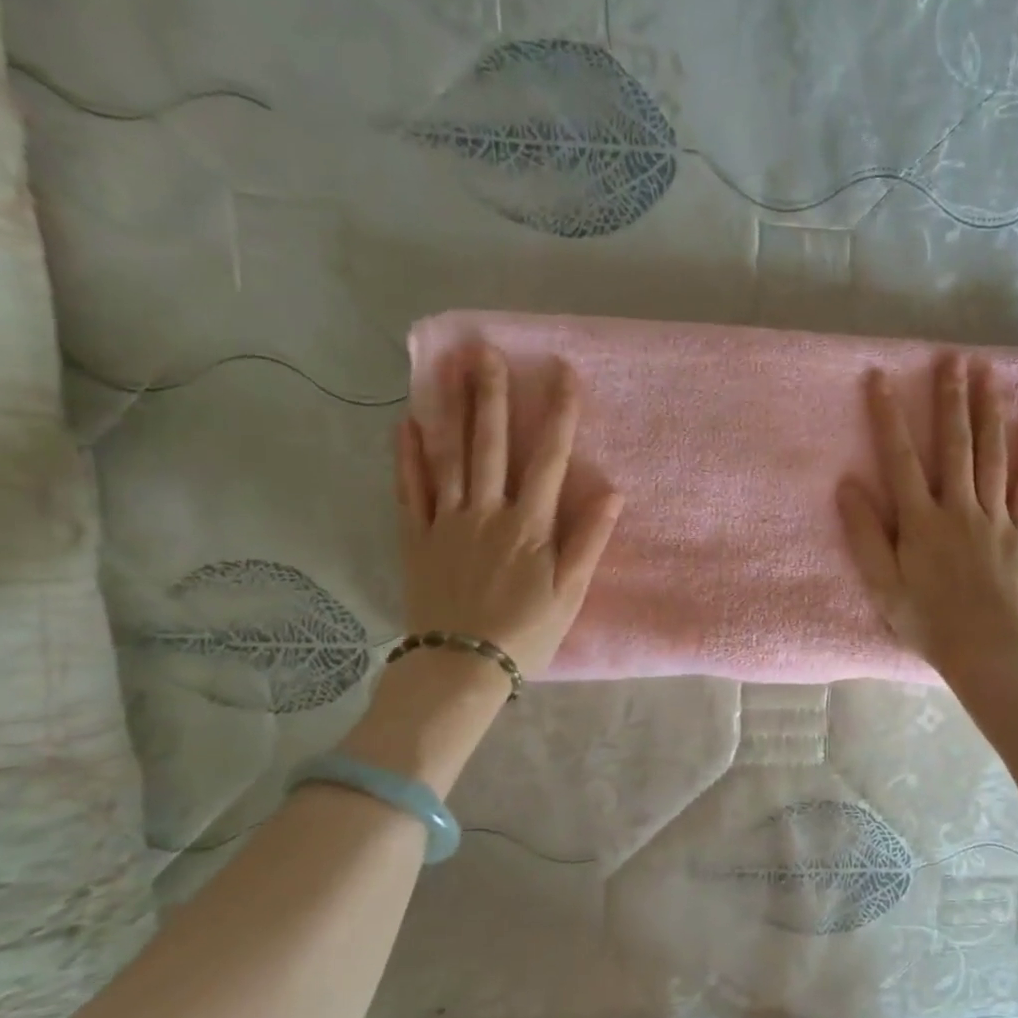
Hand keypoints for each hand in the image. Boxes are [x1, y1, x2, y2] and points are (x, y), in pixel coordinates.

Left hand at [396, 348, 622, 680]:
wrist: (461, 667)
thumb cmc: (526, 632)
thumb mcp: (570, 593)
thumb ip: (589, 540)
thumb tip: (612, 492)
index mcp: (529, 525)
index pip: (550, 459)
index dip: (559, 414)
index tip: (563, 372)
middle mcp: (487, 512)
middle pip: (491, 445)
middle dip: (492, 395)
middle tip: (485, 350)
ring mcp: (447, 522)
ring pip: (449, 456)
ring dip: (451, 410)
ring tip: (448, 368)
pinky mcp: (417, 538)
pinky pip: (410, 489)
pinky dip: (407, 456)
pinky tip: (406, 424)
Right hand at [837, 353, 1017, 679]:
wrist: (983, 648)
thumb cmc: (926, 620)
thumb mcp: (882, 584)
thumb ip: (865, 534)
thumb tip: (847, 486)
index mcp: (920, 521)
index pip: (900, 459)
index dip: (888, 417)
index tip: (880, 379)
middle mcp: (958, 508)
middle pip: (954, 445)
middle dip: (950, 401)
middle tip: (952, 359)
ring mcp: (995, 516)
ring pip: (992, 455)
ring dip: (989, 412)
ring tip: (988, 373)